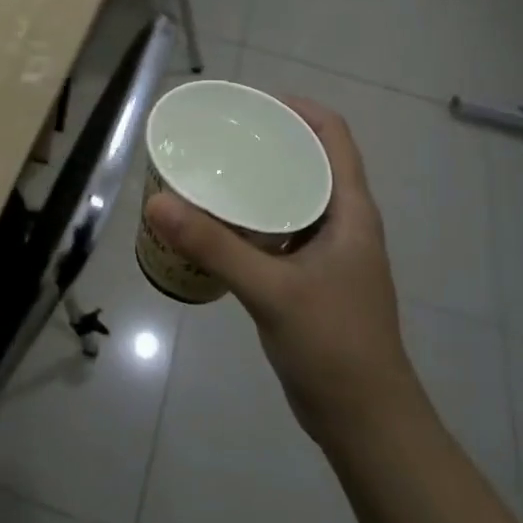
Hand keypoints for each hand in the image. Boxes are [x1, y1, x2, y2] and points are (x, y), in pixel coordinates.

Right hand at [147, 99, 413, 449]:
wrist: (364, 419)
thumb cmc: (332, 344)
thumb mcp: (270, 289)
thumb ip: (214, 245)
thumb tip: (158, 203)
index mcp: (350, 211)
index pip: (332, 136)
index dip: (296, 110)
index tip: (248, 104)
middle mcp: (342, 222)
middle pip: (307, 161)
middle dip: (266, 142)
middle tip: (215, 137)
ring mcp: (327, 252)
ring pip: (291, 198)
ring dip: (256, 182)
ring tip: (209, 171)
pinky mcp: (309, 278)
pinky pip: (278, 231)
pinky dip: (250, 219)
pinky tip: (215, 226)